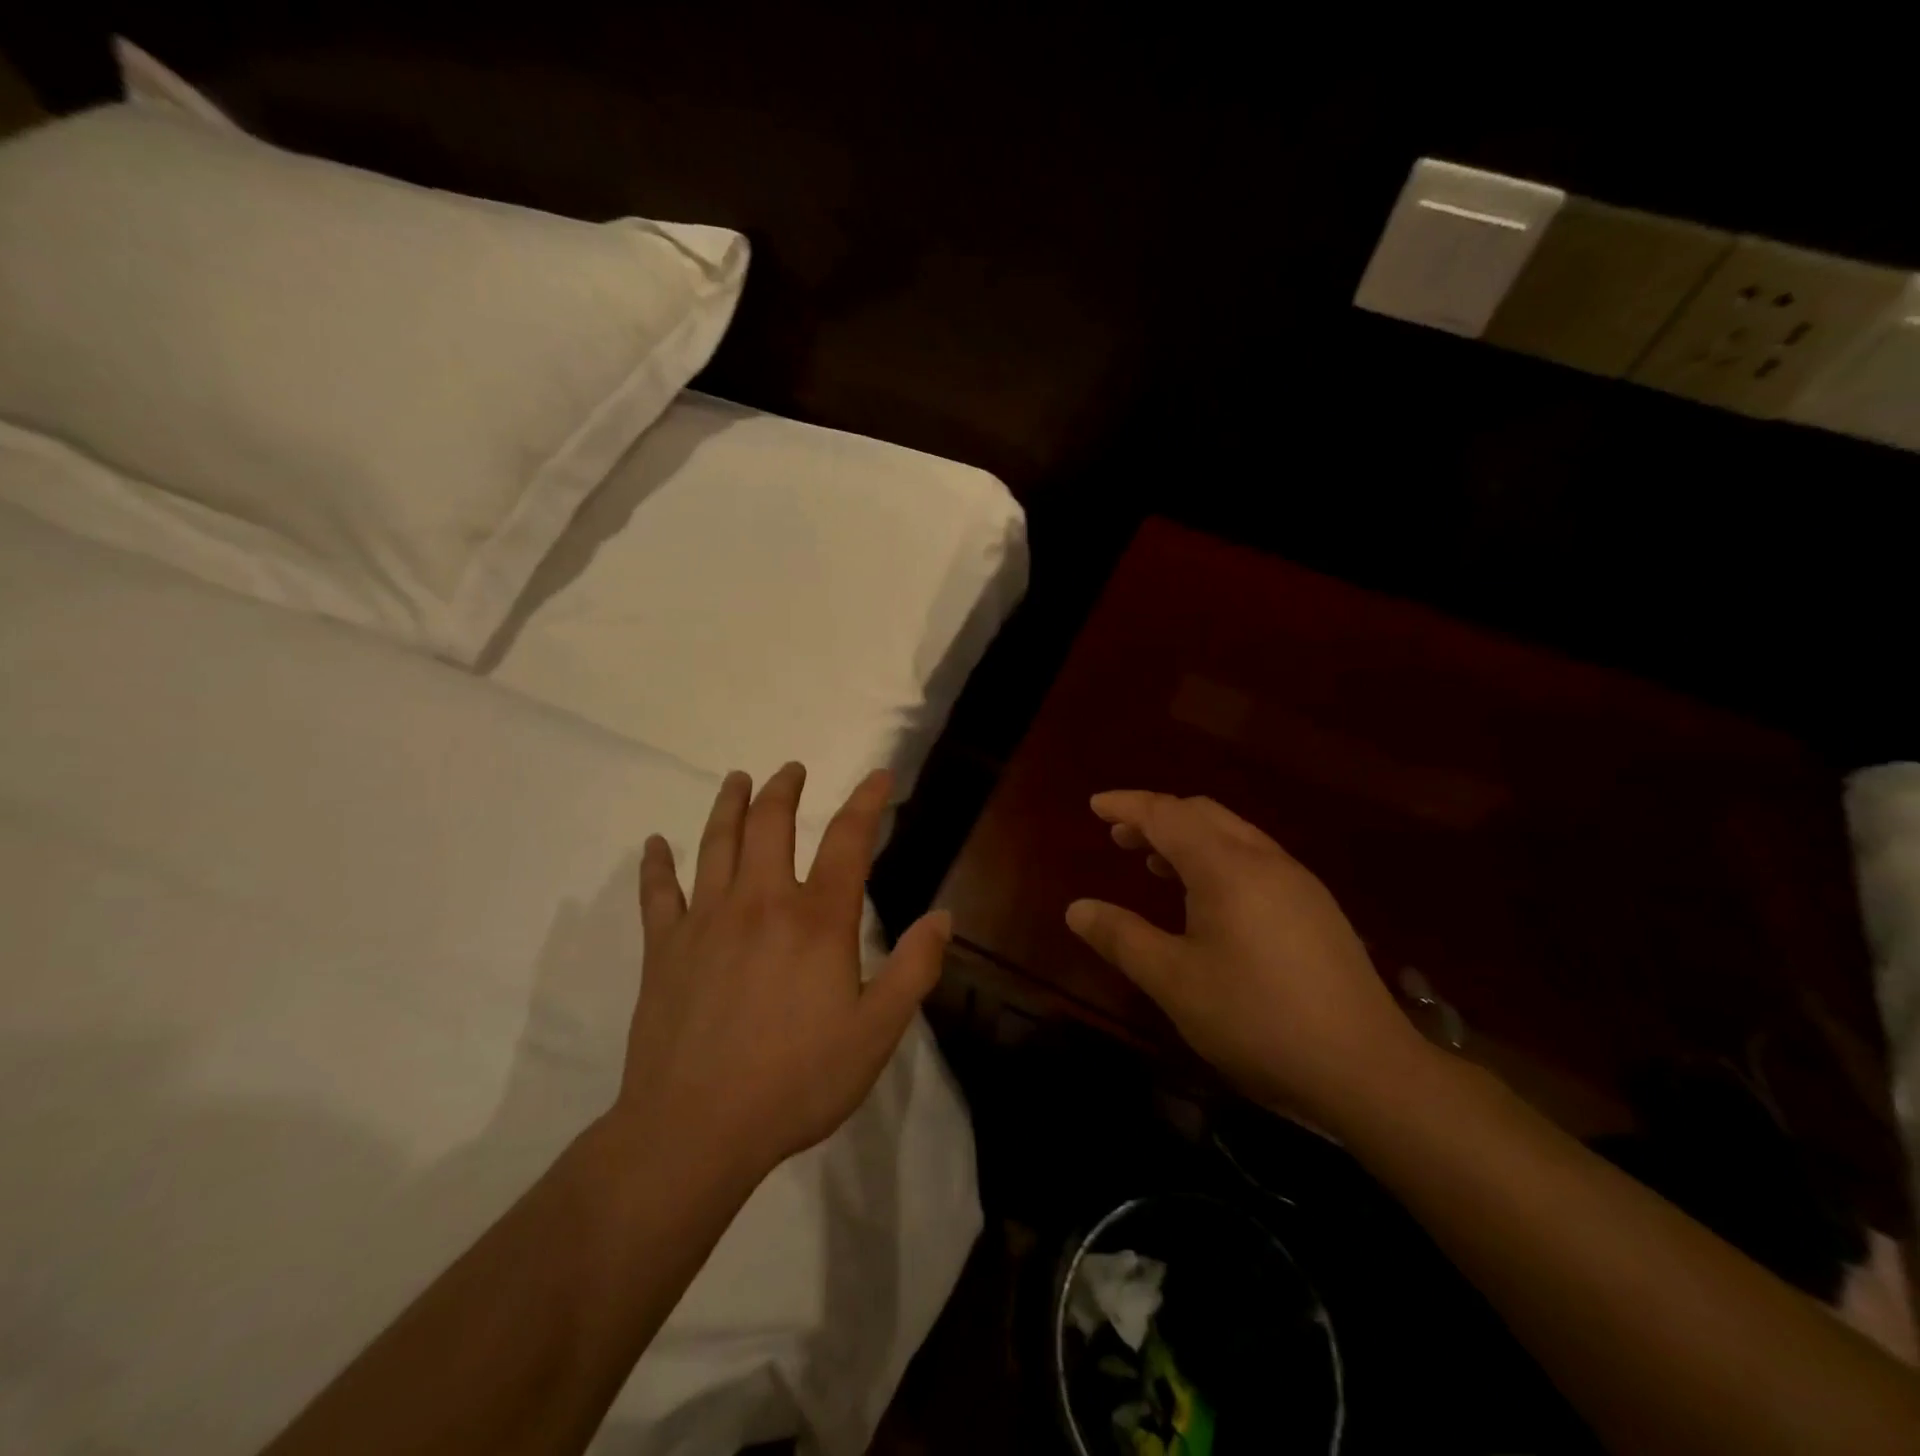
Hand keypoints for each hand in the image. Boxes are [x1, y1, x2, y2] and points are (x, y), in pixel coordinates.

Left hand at [612, 762, 949, 1180]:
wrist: (696, 1130)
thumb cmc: (797, 1081)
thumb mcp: (877, 1033)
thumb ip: (914, 969)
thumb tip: (943, 916)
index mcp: (817, 920)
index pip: (848, 840)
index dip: (866, 802)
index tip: (877, 776)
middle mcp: (761, 903)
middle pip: (771, 825)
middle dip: (784, 789)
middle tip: (791, 769)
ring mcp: (706, 921)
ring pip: (716, 843)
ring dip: (728, 805)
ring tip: (736, 779)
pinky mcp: (664, 948)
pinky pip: (658, 893)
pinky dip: (656, 864)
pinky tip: (655, 844)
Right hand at [1065, 790, 1430, 1126]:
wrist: (1367, 1069)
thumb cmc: (1257, 1019)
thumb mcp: (1175, 982)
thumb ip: (1123, 938)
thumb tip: (1077, 909)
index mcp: (1227, 868)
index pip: (1167, 814)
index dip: (1127, 805)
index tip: (1095, 805)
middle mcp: (1265, 860)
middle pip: (1202, 814)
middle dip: (1156, 817)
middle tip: (1119, 837)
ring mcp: (1298, 882)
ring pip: (1233, 834)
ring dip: (1188, 838)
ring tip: (1155, 865)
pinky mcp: (1317, 908)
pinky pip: (1255, 859)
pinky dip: (1217, 859)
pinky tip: (1209, 901)